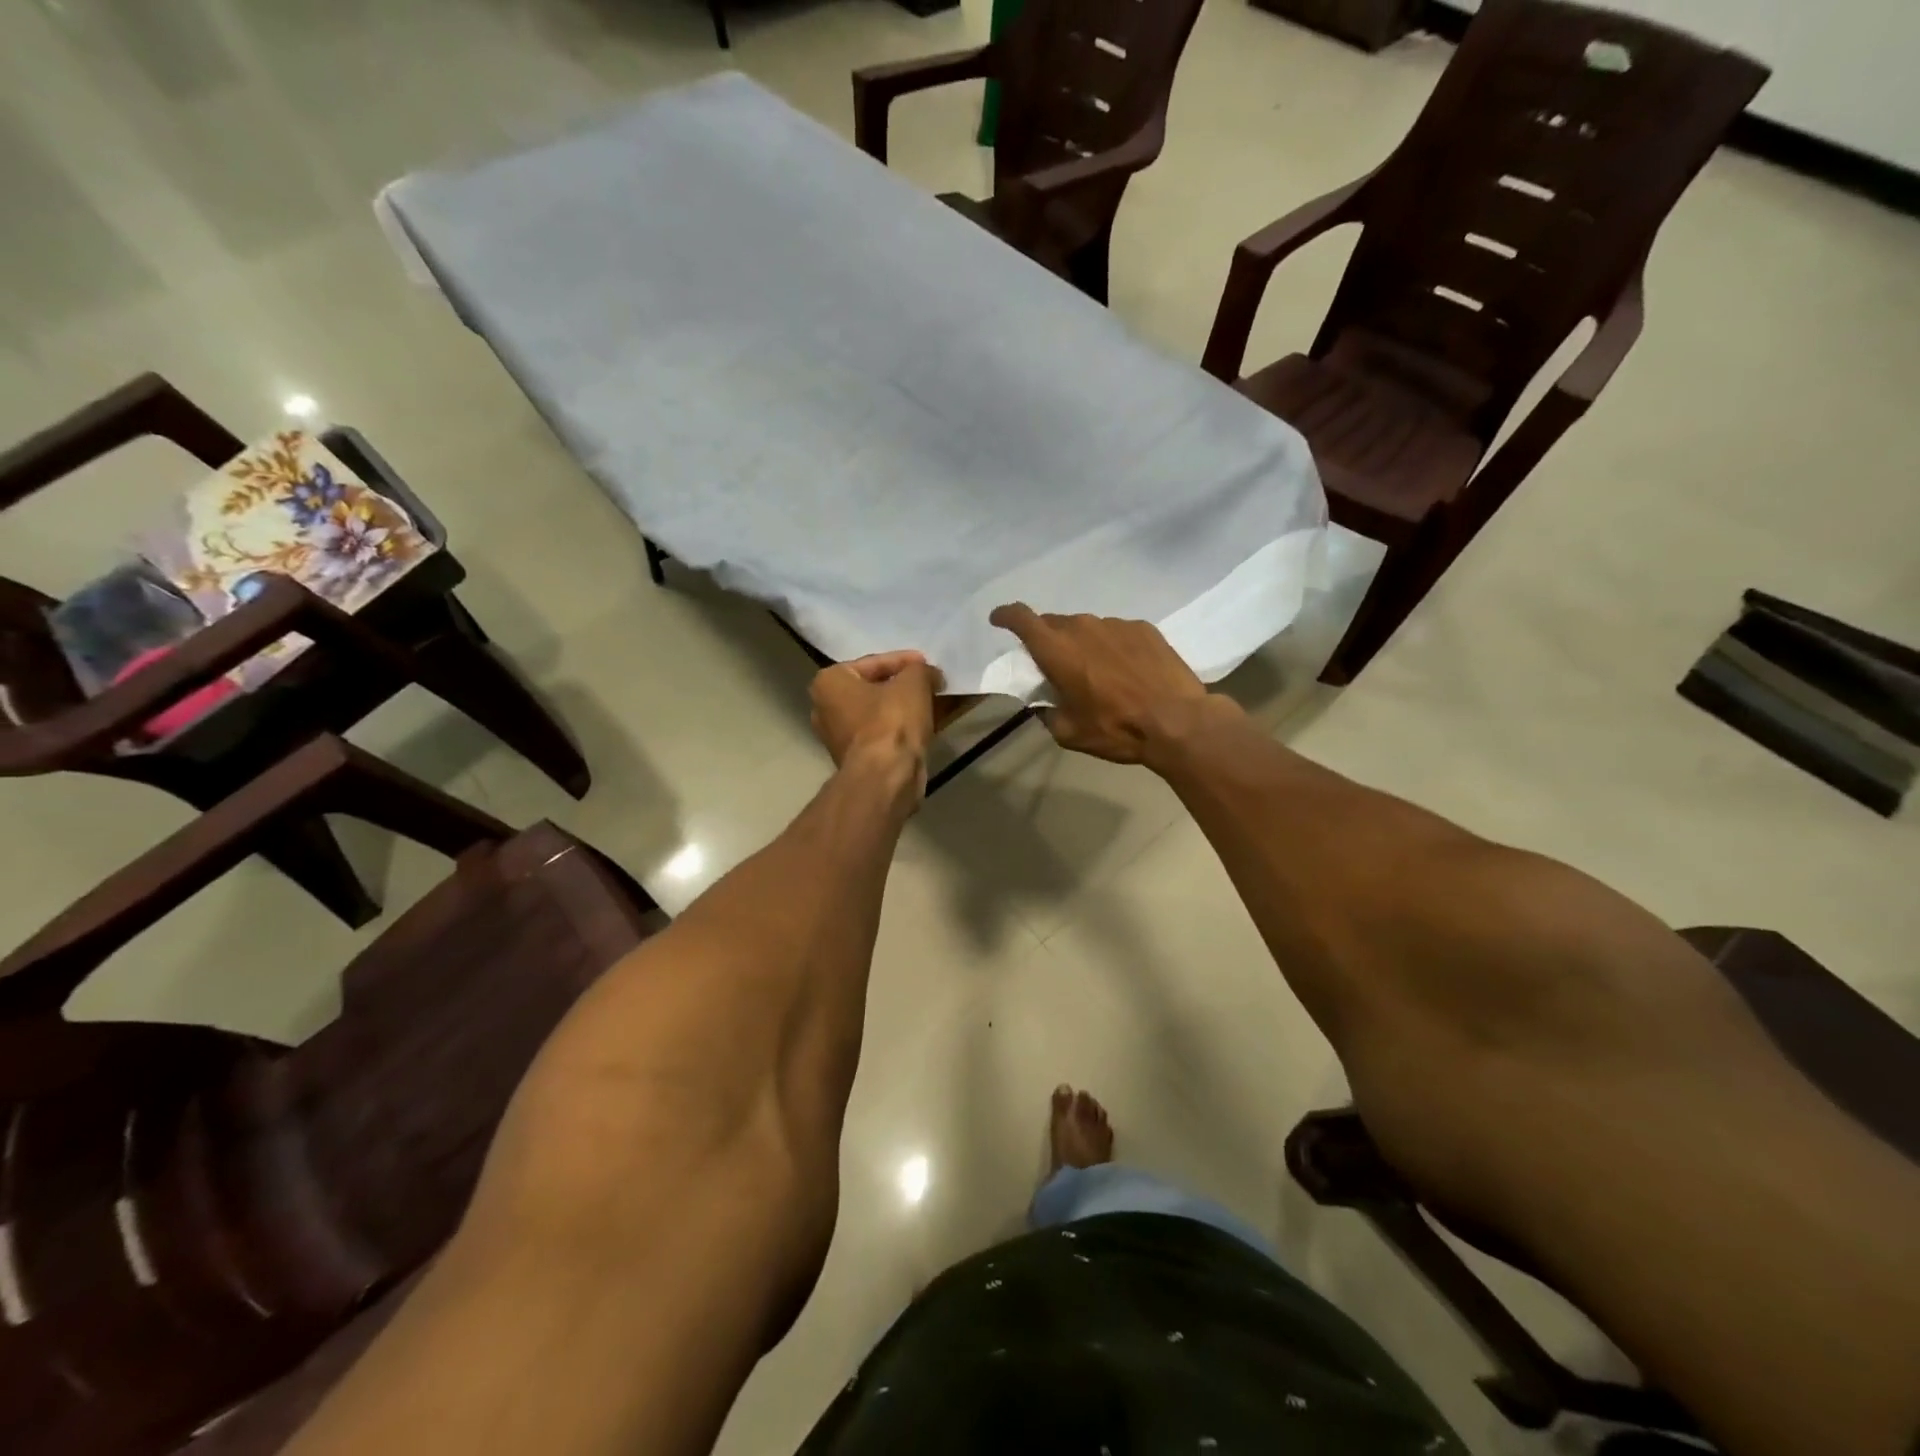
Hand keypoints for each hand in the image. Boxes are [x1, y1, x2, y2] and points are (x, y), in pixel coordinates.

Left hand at [809, 651, 943, 790]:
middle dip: (907, 685)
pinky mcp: (859, 759)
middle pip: (876, 689)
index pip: (873, 662)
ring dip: (911, 706)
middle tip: (933, 682)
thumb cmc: (891, 721)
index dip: (905, 660)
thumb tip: (929, 675)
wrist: (886, 777)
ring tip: (940, 700)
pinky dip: (907, 726)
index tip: (928, 663)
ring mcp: (841, 737)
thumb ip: (921, 670)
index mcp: (829, 682)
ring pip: (883, 713)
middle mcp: (827, 708)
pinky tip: (935, 722)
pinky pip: (886, 733)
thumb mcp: (913, 682)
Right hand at [988, 605, 1237, 763]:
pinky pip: (1117, 632)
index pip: (1021, 618)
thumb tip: (1046, 702)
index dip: (1006, 615)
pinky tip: (1126, 670)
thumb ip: (1048, 711)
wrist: (1178, 721)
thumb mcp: (1068, 732)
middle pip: (1054, 623)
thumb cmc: (1116, 728)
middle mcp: (1083, 627)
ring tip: (1097, 672)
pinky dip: (1113, 647)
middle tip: (1054, 664)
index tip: (999, 620)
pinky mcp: (1144, 628)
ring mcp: (1116, 624)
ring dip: (1083, 645)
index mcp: (1057, 650)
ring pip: (1087, 628)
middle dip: (1048, 640)